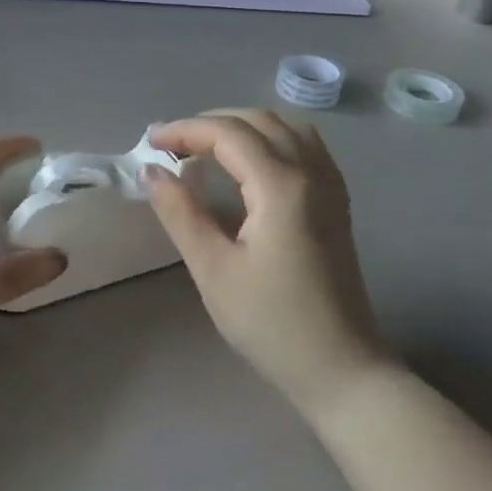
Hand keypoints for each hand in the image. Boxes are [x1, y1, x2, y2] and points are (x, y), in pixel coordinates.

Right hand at [146, 110, 388, 416]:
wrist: (342, 370)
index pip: (227, 133)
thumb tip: (151, 172)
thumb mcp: (213, 270)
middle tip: (171, 146)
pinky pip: (304, 145)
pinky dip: (270, 138)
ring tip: (206, 148)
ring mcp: (330, 185)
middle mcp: (310, 172)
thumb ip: (180, 213)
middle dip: (209, 123)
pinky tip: (250, 163)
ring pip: (284, 127)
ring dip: (241, 126)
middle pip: (257, 120)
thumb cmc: (272, 323)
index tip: (149, 144)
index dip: (184, 130)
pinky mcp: (336, 202)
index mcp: (281, 186)